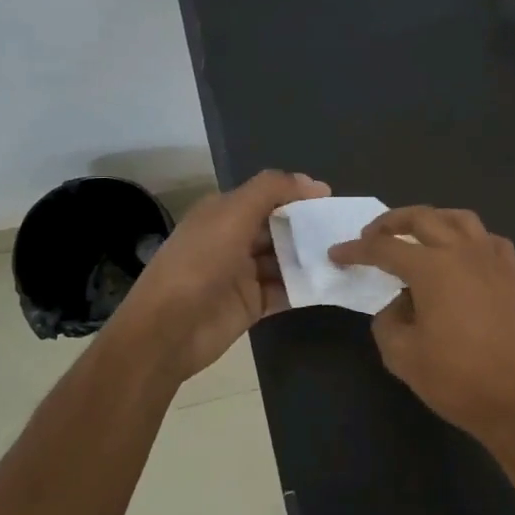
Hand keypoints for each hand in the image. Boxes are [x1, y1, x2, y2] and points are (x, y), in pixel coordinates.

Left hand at [112, 170, 330, 382]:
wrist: (168, 331)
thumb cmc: (199, 264)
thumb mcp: (233, 214)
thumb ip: (271, 190)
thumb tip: (314, 183)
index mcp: (223, 213)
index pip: (267, 196)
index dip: (298, 195)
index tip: (332, 201)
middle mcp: (233, 239)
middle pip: (279, 227)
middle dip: (309, 227)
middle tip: (345, 230)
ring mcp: (243, 273)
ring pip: (286, 259)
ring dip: (311, 257)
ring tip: (347, 255)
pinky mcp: (252, 303)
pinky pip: (286, 290)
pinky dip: (307, 286)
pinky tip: (333, 282)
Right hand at [328, 206, 514, 461]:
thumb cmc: (457, 379)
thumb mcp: (402, 356)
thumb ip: (388, 321)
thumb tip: (399, 305)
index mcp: (432, 267)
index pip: (384, 248)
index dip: (356, 250)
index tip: (337, 254)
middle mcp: (463, 251)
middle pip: (422, 218)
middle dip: (390, 222)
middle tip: (371, 237)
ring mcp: (493, 259)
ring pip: (458, 218)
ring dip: (431, 220)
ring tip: (415, 235)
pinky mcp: (513, 274)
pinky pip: (487, 239)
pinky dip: (467, 237)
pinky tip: (460, 254)